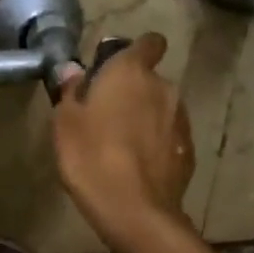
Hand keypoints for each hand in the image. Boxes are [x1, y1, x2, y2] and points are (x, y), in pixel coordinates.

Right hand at [52, 31, 194, 245]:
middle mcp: (163, 88)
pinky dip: (156, 145)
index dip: (134, 52)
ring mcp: (181, 120)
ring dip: (146, 119)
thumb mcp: (65, 123)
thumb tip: (74, 70)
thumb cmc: (91, 158)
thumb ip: (71, 91)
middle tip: (106, 117)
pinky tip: (137, 168)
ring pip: (161, 109)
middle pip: (150, 80)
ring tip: (121, 147)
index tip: (115, 70)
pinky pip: (169, 138)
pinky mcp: (188, 151)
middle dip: (133, 92)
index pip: (148, 42)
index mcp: (131, 73)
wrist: (134, 210)